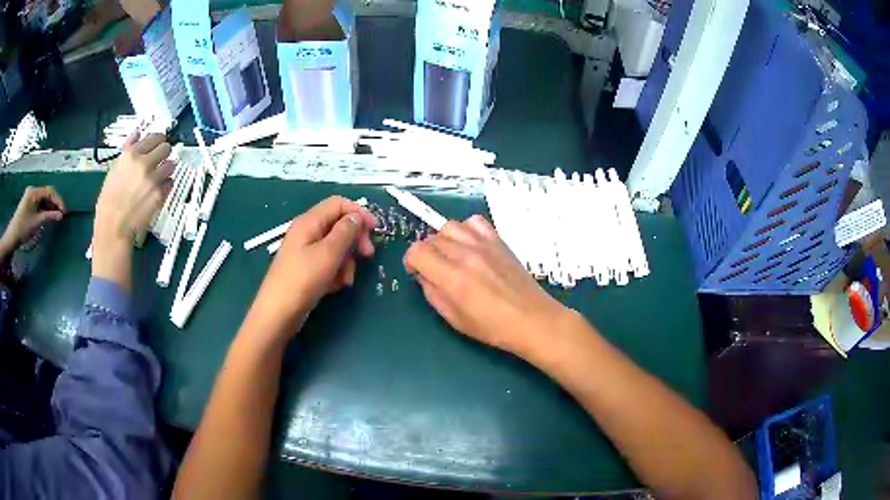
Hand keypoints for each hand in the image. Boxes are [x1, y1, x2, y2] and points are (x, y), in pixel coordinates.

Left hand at [0, 186, 65, 258]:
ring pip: (43, 199)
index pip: (50, 191)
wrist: (12, 236)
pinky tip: (47, 216)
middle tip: (61, 214)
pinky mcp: (28, 203)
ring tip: (56, 217)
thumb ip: (49, 217)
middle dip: (54, 203)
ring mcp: (30, 196)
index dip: (58, 200)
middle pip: (47, 194)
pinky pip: (39, 203)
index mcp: (34, 192)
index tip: (64, 211)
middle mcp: (33, 190)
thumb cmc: (23, 228)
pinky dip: (44, 209)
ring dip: (50, 207)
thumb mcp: (36, 223)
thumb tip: (61, 215)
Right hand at [92, 133, 173, 289]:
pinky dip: (166, 185)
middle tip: (157, 162)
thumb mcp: (114, 168)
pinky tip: (156, 190)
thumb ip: (128, 148)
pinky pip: (171, 182)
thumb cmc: (110, 198)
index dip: (157, 141)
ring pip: (171, 164)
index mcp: (131, 154)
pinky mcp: (160, 194)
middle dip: (163, 154)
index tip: (156, 146)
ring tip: (157, 177)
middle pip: (167, 147)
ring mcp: (154, 179)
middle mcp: (144, 163)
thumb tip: (138, 132)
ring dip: (166, 169)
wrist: (113, 225)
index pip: (156, 136)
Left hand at [245, 196, 375, 343]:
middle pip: (338, 225)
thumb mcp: (328, 253)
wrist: (278, 313)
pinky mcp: (307, 269)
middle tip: (367, 255)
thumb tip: (357, 216)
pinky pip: (328, 262)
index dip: (358, 212)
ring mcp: (305, 251)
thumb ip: (345, 232)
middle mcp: (307, 232)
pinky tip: (336, 286)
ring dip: (347, 260)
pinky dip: (336, 271)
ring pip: (335, 246)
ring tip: (347, 279)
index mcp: (309, 222)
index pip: (338, 204)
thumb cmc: (302, 280)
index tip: (375, 230)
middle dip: (355, 239)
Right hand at [404, 215, 568, 356]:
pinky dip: (466, 230)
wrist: (532, 319)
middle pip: (432, 238)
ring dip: (444, 239)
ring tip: (452, 256)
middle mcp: (465, 254)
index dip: (411, 261)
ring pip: (450, 226)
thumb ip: (433, 293)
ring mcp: (483, 244)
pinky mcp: (498, 241)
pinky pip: (474, 222)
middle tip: (436, 270)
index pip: (417, 251)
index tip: (417, 272)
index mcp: (452, 277)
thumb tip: (423, 275)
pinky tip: (471, 246)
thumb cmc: (492, 327)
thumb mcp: (454, 319)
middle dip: (427, 253)